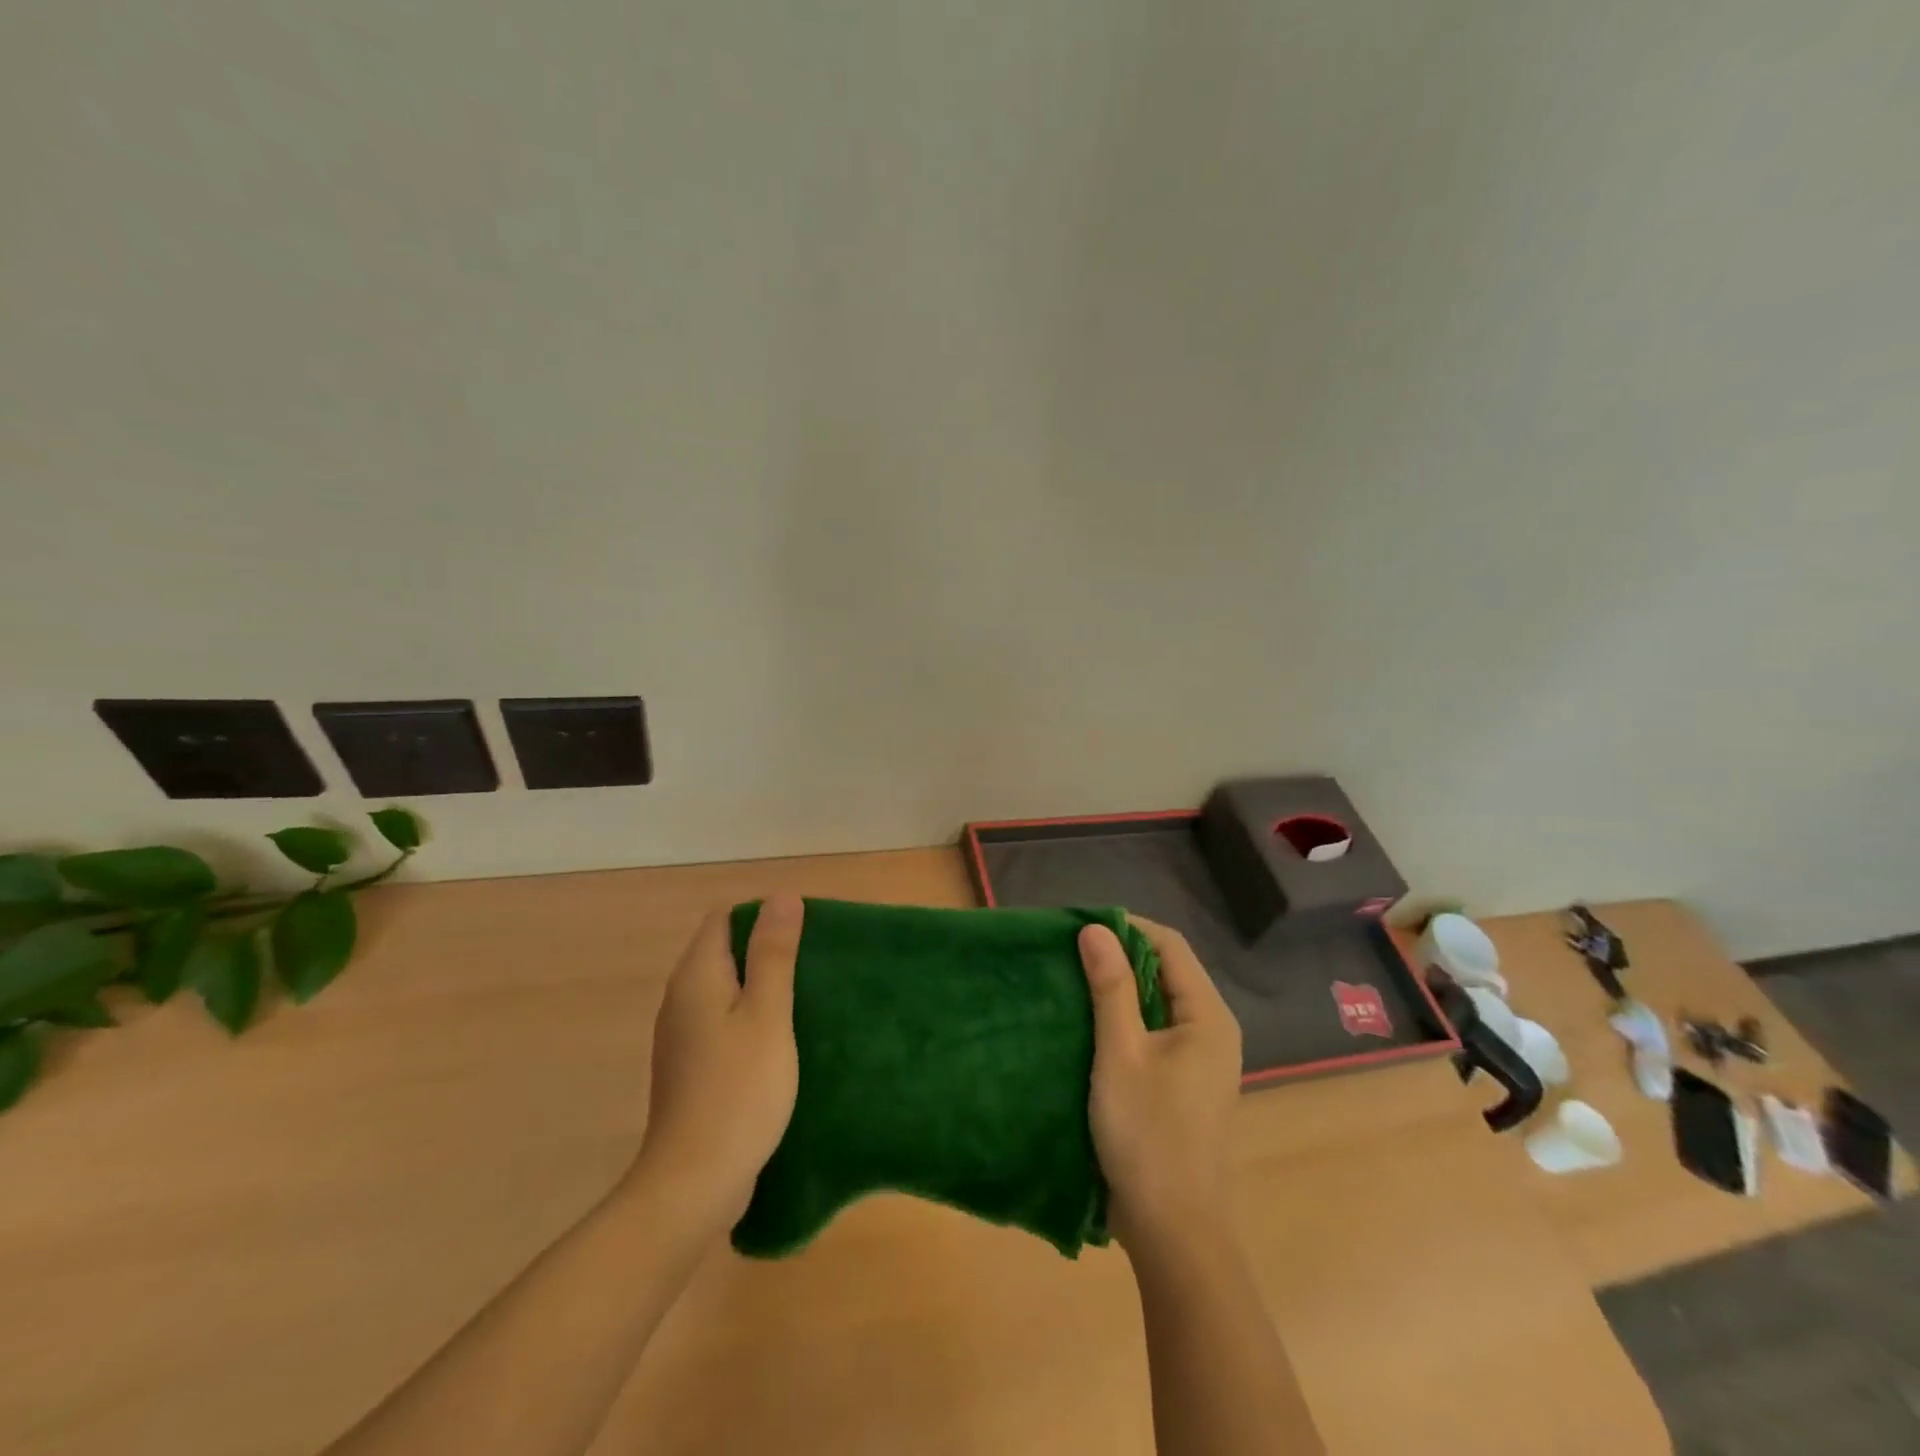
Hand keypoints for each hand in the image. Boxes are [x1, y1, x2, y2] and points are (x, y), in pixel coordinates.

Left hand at [631, 896, 804, 1231]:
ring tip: (805, 998)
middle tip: (813, 965)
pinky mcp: (691, 1067)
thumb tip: (781, 897)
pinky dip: (750, 1018)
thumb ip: (773, 954)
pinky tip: (780, 1040)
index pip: (725, 919)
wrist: (694, 1184)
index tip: (804, 935)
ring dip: (760, 987)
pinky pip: (722, 1022)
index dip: (763, 916)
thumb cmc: (739, 1090)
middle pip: (723, 951)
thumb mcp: (768, 1014)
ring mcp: (682, 1036)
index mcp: (696, 977)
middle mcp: (681, 998)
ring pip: (724, 989)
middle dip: (766, 950)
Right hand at [1079, 915, 1242, 1247]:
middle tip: (1071, 951)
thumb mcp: (1120, 1053)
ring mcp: (1201, 1059)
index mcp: (1208, 1016)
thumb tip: (1095, 928)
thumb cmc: (1147, 1134)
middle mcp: (1212, 1030)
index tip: (1081, 926)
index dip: (1128, 927)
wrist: (1173, 1229)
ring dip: (1121, 987)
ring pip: (1159, 1002)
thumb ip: (1110, 987)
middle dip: (1121, 956)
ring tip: (1075, 979)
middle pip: (1167, 970)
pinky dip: (1127, 1018)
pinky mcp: (1185, 1082)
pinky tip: (1091, 1022)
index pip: (1170, 945)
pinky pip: (1157, 1030)